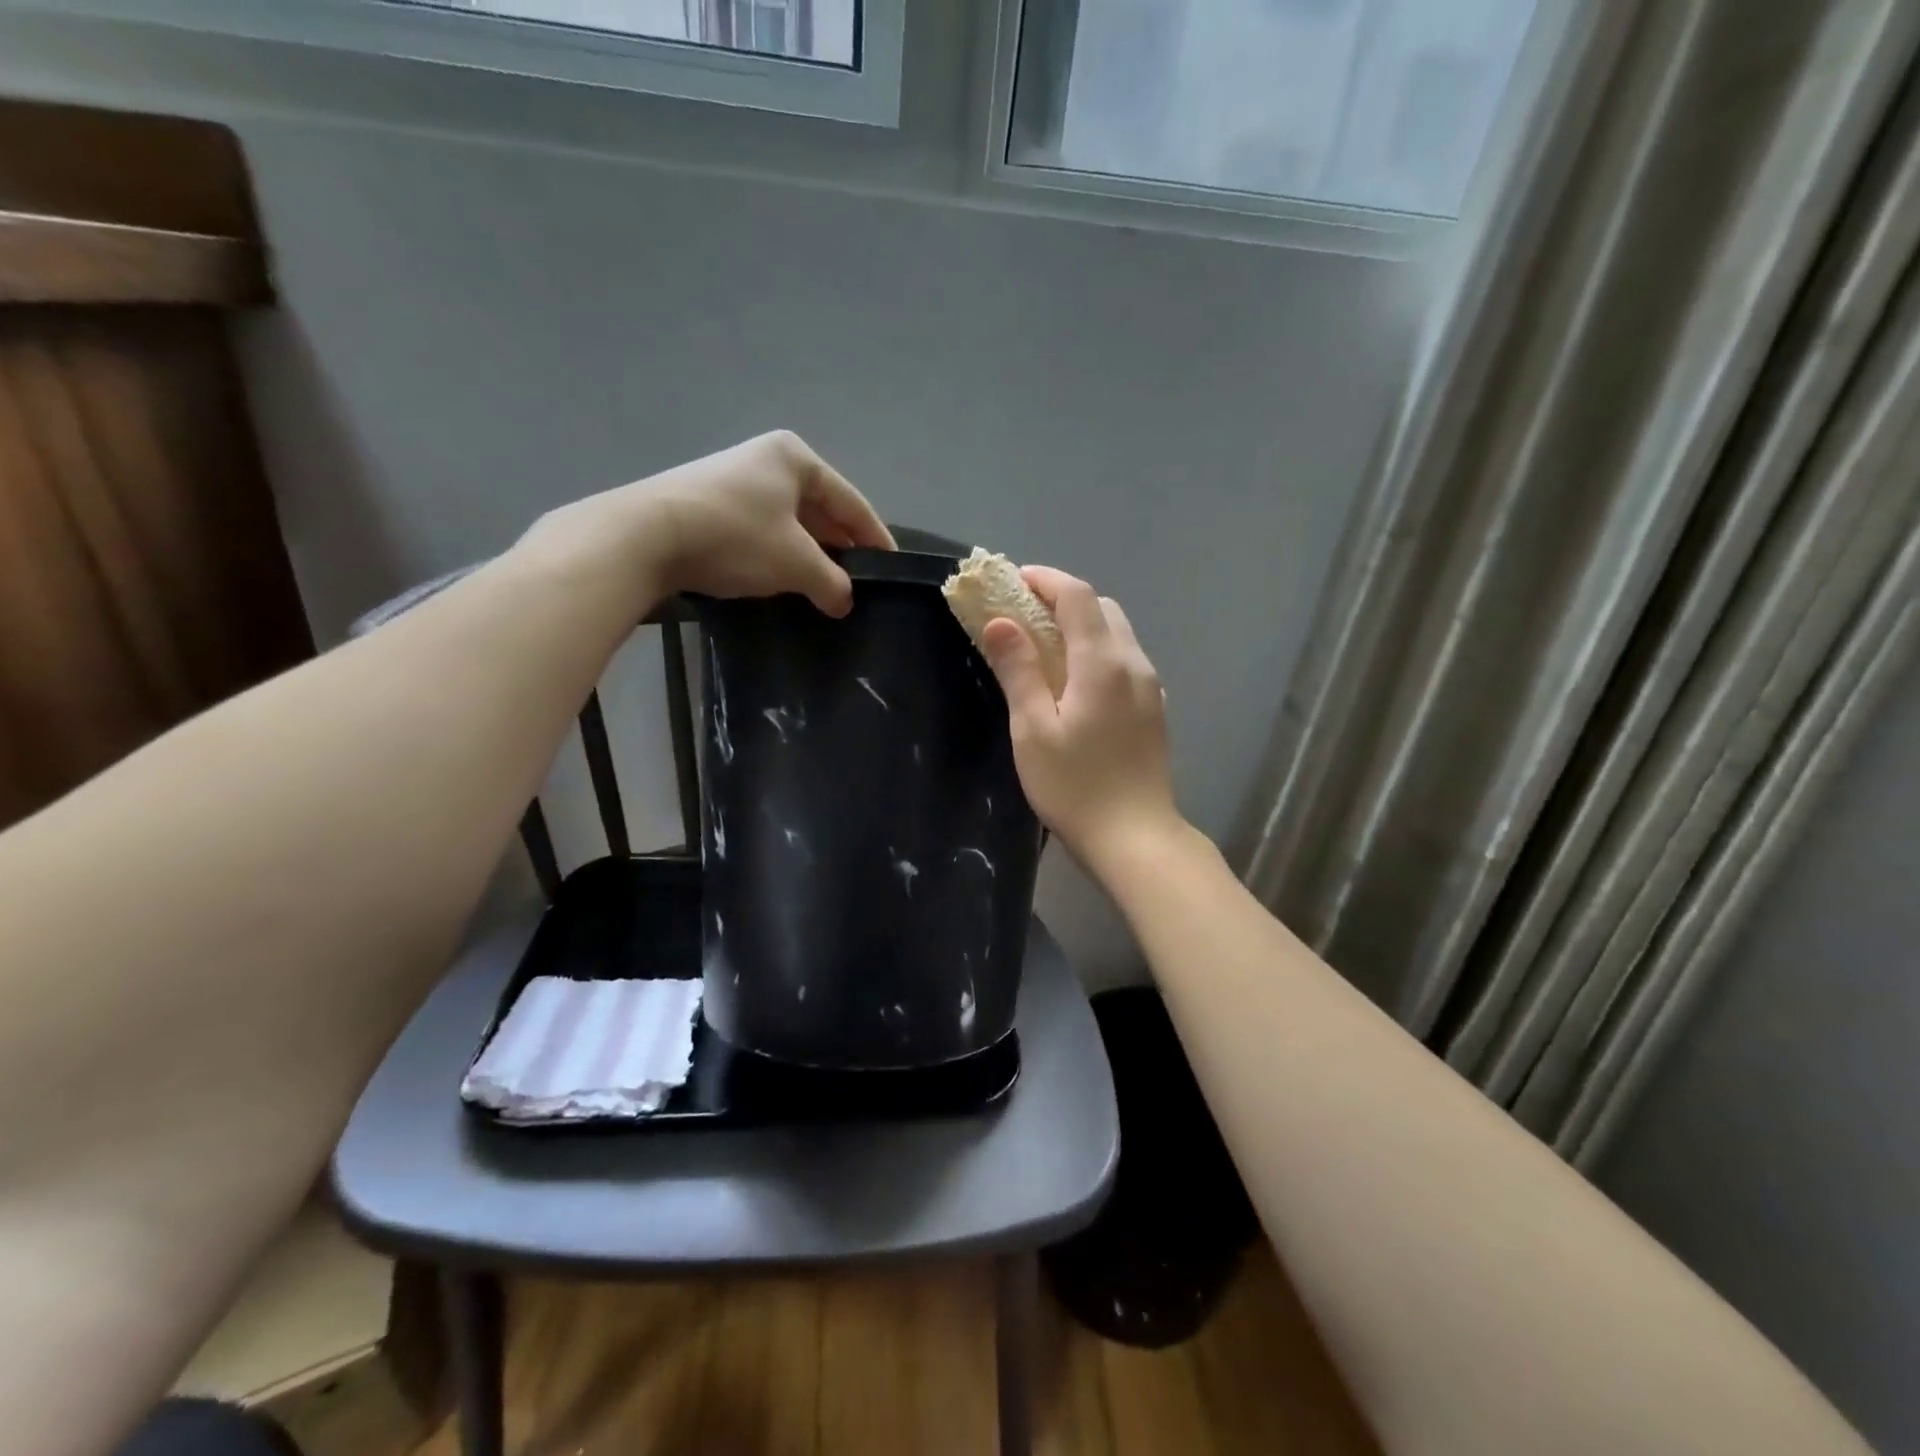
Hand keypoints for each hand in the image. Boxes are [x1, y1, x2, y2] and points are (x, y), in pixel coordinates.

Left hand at [523, 431, 893, 616]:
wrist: (645, 537)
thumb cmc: (736, 537)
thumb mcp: (796, 563)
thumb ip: (832, 582)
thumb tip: (845, 601)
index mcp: (796, 458)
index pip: (851, 502)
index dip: (875, 537)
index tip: (892, 566)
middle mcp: (766, 460)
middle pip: (820, 509)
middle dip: (840, 547)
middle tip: (859, 582)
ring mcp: (734, 480)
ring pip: (790, 522)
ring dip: (810, 554)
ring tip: (826, 587)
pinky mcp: (709, 504)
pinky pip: (762, 530)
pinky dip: (779, 554)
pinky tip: (784, 580)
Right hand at [978, 566, 1182, 873]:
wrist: (1134, 837)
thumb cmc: (1074, 786)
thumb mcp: (1033, 729)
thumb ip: (1018, 670)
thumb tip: (1001, 621)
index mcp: (1103, 663)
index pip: (1077, 596)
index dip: (1044, 579)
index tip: (1012, 581)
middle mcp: (1134, 663)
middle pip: (1101, 608)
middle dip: (1062, 599)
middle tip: (1022, 614)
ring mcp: (1149, 686)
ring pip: (1116, 633)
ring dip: (1081, 625)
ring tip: (1044, 646)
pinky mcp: (1153, 708)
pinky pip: (1124, 660)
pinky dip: (1096, 650)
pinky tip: (1074, 680)